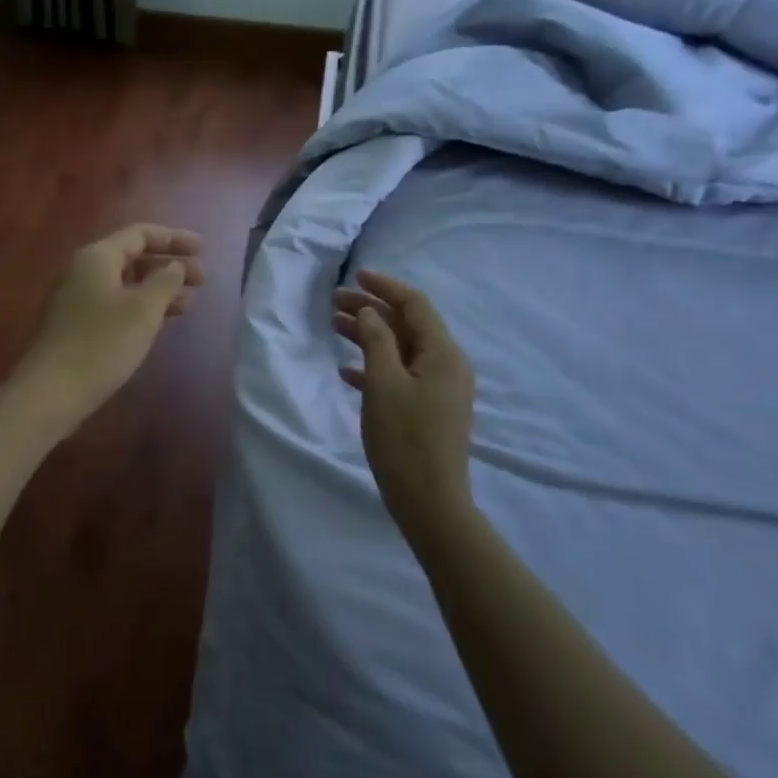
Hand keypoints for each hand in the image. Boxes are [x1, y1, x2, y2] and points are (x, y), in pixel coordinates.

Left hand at [15, 223, 204, 429]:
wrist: (52, 392)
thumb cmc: (102, 344)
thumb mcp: (143, 310)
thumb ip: (165, 281)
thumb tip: (175, 266)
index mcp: (98, 257)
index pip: (140, 234)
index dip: (174, 238)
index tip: (203, 250)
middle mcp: (85, 270)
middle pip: (134, 256)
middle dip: (169, 265)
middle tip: (202, 280)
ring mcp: (80, 298)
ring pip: (127, 283)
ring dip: (159, 288)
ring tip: (189, 303)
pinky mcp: (80, 324)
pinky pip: (118, 303)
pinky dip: (143, 306)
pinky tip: (162, 321)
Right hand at [335, 270, 476, 538]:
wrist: (428, 501)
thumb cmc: (404, 439)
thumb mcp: (384, 384)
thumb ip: (376, 341)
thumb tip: (368, 311)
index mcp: (443, 354)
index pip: (415, 305)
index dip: (385, 287)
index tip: (355, 276)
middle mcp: (446, 365)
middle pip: (406, 325)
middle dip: (370, 310)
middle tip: (332, 302)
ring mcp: (438, 389)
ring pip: (400, 349)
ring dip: (368, 335)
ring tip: (332, 326)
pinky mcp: (427, 409)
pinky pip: (399, 375)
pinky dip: (374, 366)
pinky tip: (346, 371)